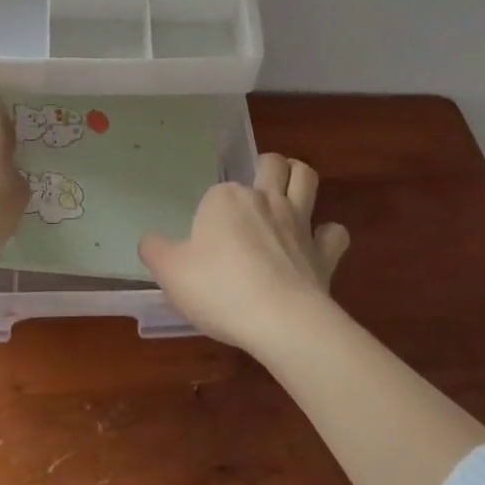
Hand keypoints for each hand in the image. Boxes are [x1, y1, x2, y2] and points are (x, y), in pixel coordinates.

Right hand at [138, 154, 350, 353]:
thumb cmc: (219, 289)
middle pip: (271, 164)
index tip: (203, 242)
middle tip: (256, 187)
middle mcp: (264, 199)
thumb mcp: (170, 272)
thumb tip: (149, 240)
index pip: (216, 192)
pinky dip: (328, 235)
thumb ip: (155, 250)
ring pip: (306, 178)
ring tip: (290, 191)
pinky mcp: (324, 252)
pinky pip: (335, 233)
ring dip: (300, 178)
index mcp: (226, 198)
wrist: (280, 321)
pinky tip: (318, 245)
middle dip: (267, 167)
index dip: (211, 212)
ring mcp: (298, 223)